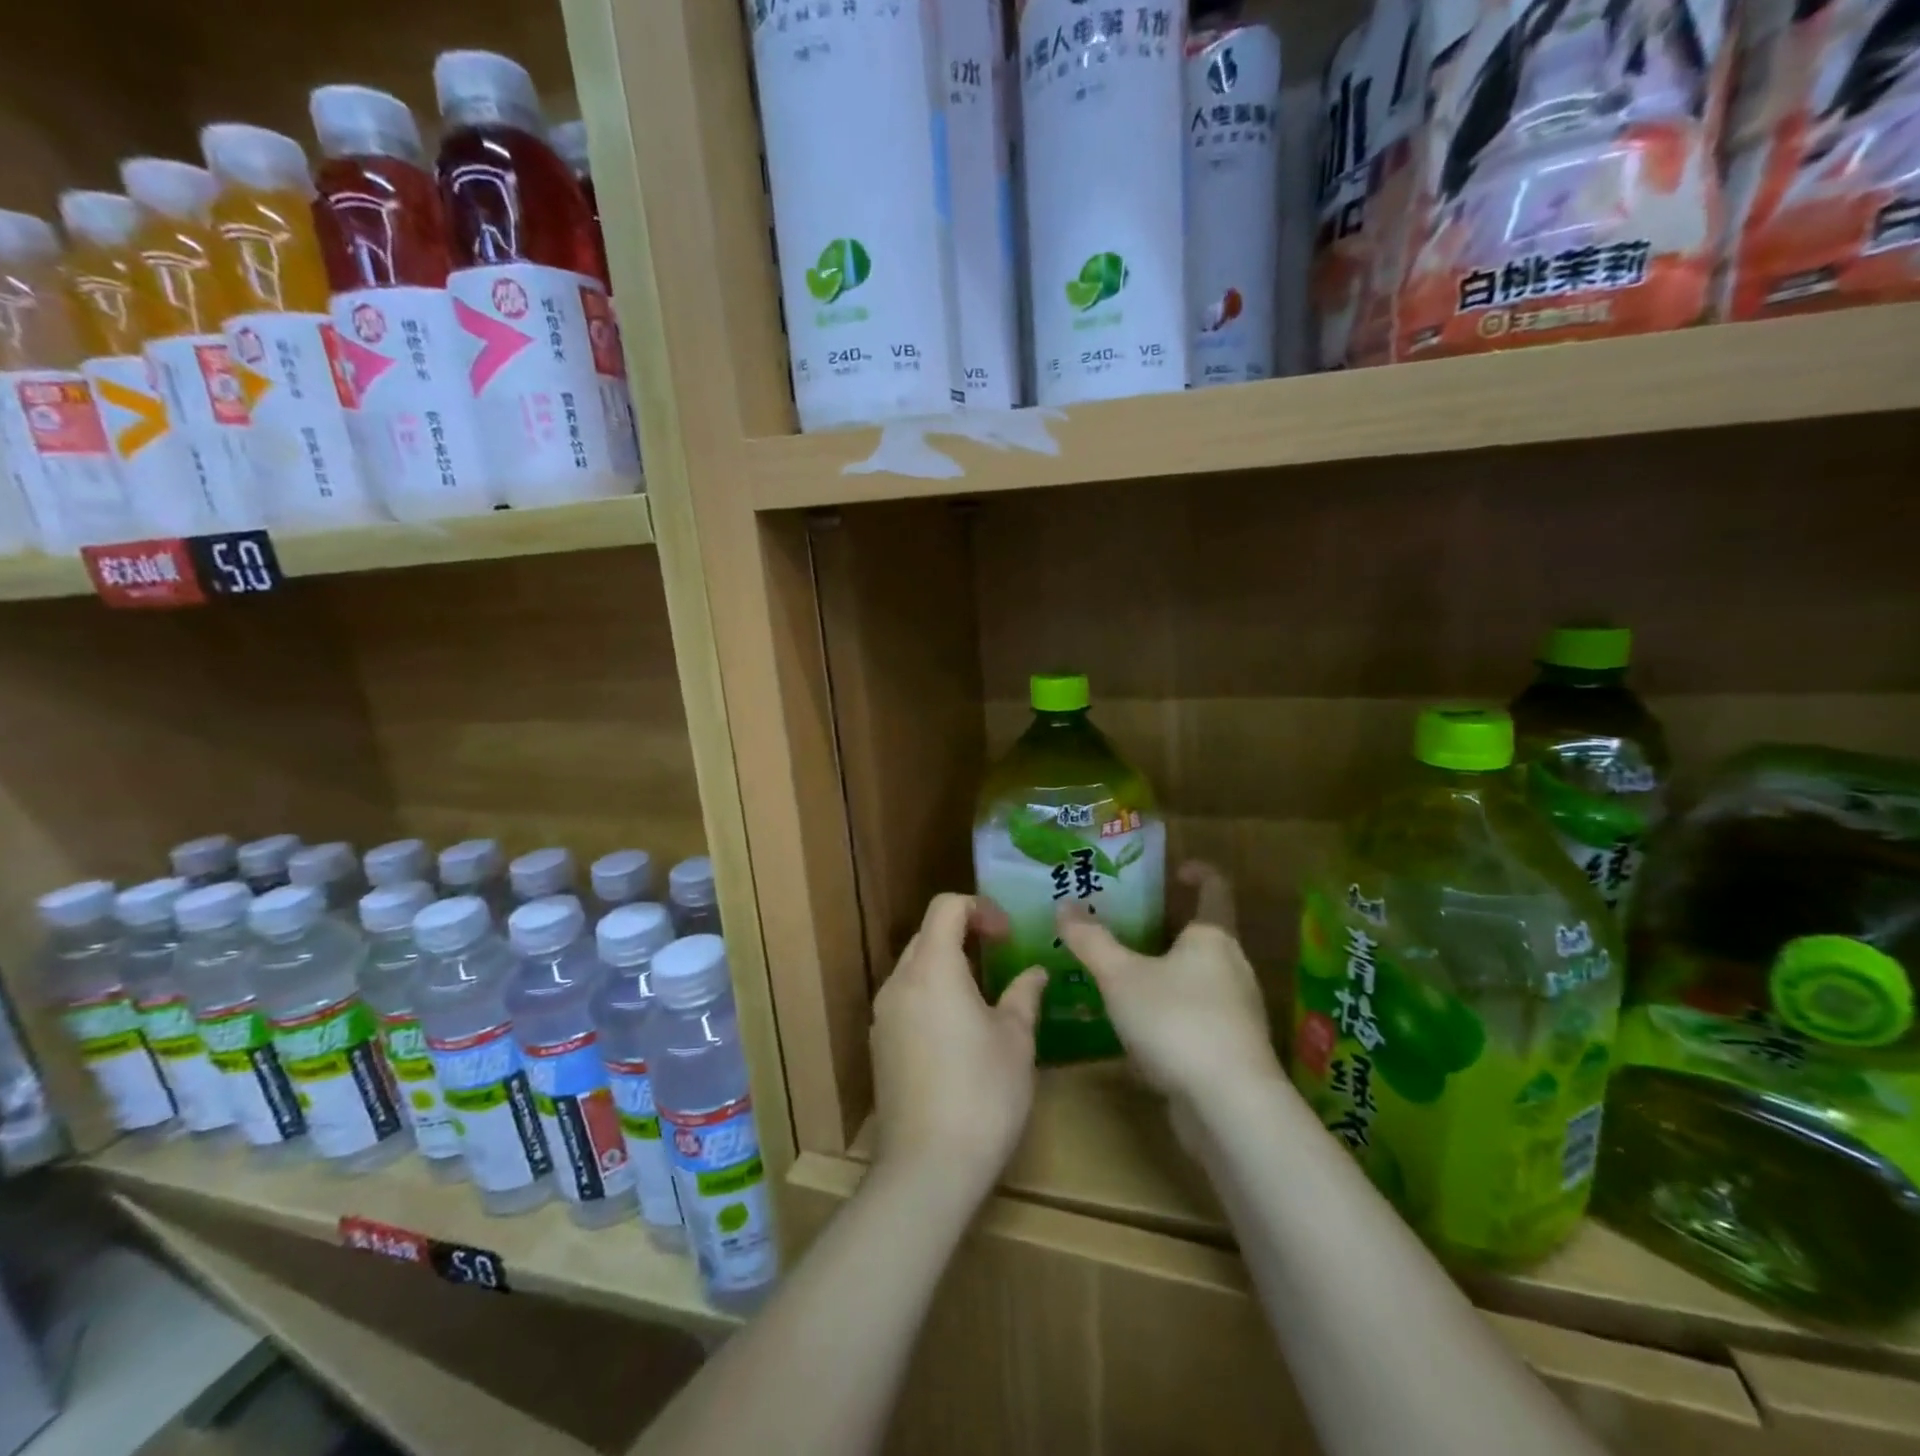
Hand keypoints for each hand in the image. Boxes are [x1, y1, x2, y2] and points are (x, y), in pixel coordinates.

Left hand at [870, 894, 1046, 1203]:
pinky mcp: (879, 1045)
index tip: (1008, 936)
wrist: (926, 1168)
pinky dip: (932, 995)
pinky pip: (906, 1000)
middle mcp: (899, 982)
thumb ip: (1024, 995)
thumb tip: (1035, 972)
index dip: (980, 909)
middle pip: (928, 935)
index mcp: (932, 968)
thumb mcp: (1017, 1040)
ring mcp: (883, 1015)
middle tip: (1001, 959)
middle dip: (965, 935)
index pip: (946, 907)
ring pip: (915, 968)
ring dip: (948, 966)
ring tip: (984, 997)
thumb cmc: (982, 1094)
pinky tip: (958, 1033)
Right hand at [1056, 863, 1282, 1111]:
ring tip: (1125, 979)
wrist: (1229, 1107)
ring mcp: (1237, 1012)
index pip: (1215, 888)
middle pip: (1204, 937)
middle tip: (1127, 927)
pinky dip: (1170, 1016)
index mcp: (1213, 937)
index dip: (1198, 872)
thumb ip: (1091, 941)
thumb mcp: (1120, 976)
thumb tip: (1065, 906)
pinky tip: (1139, 1034)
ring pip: (1198, 980)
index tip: (1174, 870)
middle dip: (1168, 930)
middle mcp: (1233, 968)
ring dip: (1166, 975)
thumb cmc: (1176, 1021)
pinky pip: (1197, 1019)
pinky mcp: (1232, 1051)